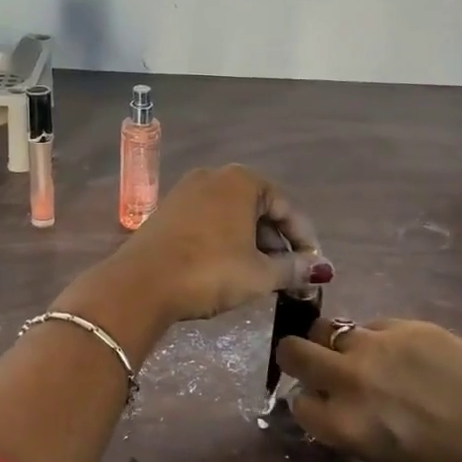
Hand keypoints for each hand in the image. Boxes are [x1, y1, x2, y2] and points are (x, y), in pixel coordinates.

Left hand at [110, 165, 330, 325]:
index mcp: (242, 181)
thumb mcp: (259, 274)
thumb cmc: (209, 272)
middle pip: (259, 208)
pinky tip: (229, 268)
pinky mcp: (167, 212)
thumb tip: (321, 269)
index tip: (314, 267)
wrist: (140, 284)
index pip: (287, 207)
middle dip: (277, 242)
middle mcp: (214, 176)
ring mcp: (186, 192)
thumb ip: (294, 268)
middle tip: (289, 274)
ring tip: (262, 275)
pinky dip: (226, 241)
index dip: (305, 239)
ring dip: (252, 243)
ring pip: (233, 216)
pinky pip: (209, 222)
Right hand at [274, 318, 461, 461]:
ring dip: (338, 343)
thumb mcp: (383, 457)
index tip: (322, 403)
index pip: (297, 402)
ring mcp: (380, 345)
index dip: (308, 401)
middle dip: (297, 357)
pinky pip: (375, 324)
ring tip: (366, 356)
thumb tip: (331, 400)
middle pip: (293, 350)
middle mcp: (351, 378)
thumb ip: (348, 424)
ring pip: (331, 328)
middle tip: (316, 363)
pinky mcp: (410, 325)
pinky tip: (408, 355)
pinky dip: (379, 338)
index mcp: (344, 423)